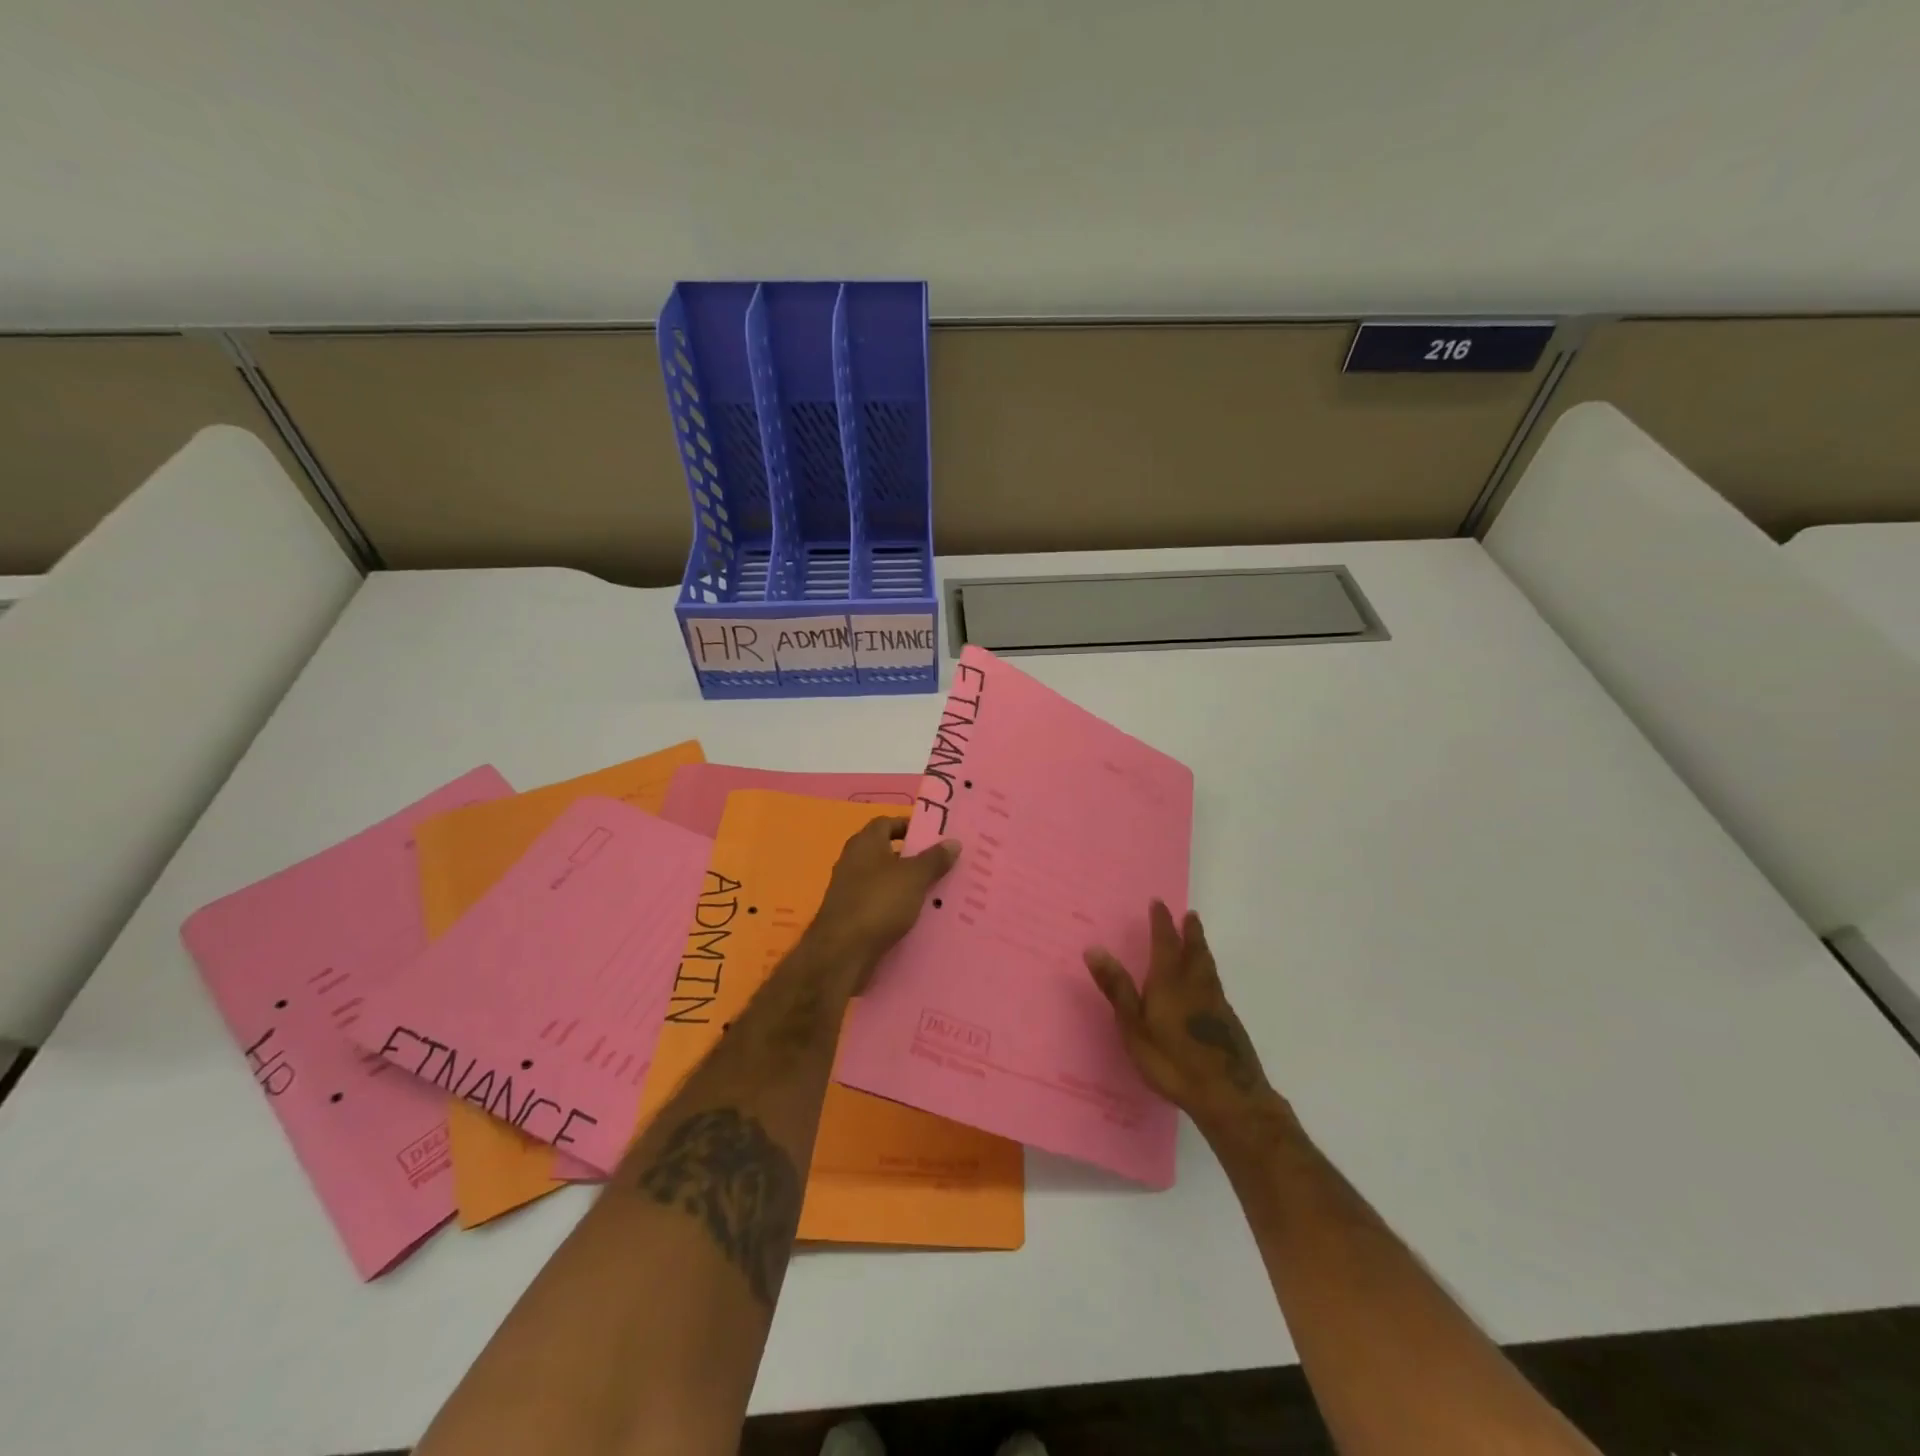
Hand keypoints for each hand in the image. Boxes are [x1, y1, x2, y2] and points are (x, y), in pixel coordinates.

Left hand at [810, 818, 958, 979]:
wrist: (842, 952)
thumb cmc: (878, 902)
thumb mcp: (913, 877)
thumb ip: (934, 859)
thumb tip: (953, 842)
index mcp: (865, 843)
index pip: (887, 823)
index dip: (910, 826)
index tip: (935, 837)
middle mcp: (854, 861)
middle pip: (888, 853)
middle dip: (915, 859)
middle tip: (944, 866)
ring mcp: (850, 890)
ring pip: (886, 881)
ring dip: (908, 886)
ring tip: (939, 893)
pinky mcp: (852, 916)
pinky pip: (881, 904)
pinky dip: (898, 907)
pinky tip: (919, 918)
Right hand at [1085, 901, 1281, 1135]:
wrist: (1228, 1095)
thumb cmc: (1172, 1061)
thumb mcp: (1134, 1026)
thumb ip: (1117, 988)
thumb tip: (1094, 948)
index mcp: (1170, 981)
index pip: (1165, 942)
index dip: (1162, 922)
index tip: (1159, 903)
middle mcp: (1195, 985)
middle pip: (1195, 950)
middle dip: (1190, 932)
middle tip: (1190, 915)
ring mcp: (1216, 1004)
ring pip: (1208, 967)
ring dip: (1202, 949)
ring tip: (1199, 940)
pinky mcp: (1228, 1023)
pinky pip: (1215, 985)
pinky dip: (1209, 973)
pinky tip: (1208, 985)